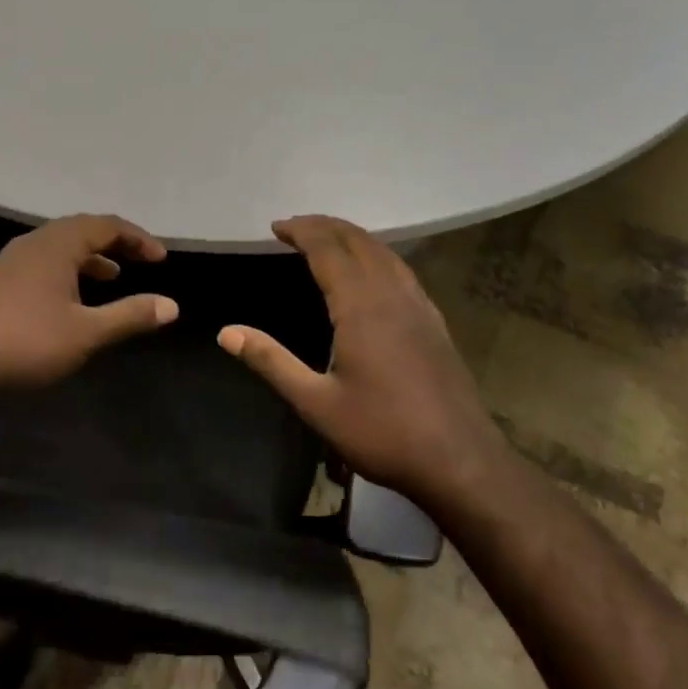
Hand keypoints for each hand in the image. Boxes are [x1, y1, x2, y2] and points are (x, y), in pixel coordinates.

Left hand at [0, 214, 179, 390]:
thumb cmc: (26, 342)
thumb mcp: (87, 333)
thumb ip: (130, 316)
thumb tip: (171, 305)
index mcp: (58, 244)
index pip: (106, 225)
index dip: (137, 238)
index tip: (160, 258)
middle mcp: (36, 241)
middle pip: (83, 229)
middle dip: (115, 242)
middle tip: (141, 260)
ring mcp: (14, 258)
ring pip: (61, 245)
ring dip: (91, 256)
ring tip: (113, 276)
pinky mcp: (1, 278)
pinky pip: (45, 259)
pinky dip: (69, 268)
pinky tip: (73, 296)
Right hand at [217, 216, 496, 505]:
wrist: (461, 462)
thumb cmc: (383, 432)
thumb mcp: (316, 403)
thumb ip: (271, 362)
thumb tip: (226, 333)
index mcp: (361, 306)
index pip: (328, 249)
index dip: (302, 231)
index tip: (276, 226)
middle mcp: (392, 295)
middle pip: (358, 241)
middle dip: (325, 226)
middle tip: (294, 226)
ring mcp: (419, 306)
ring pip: (384, 252)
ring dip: (352, 236)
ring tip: (326, 237)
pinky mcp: (434, 322)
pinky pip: (400, 269)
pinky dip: (375, 254)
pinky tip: (370, 271)